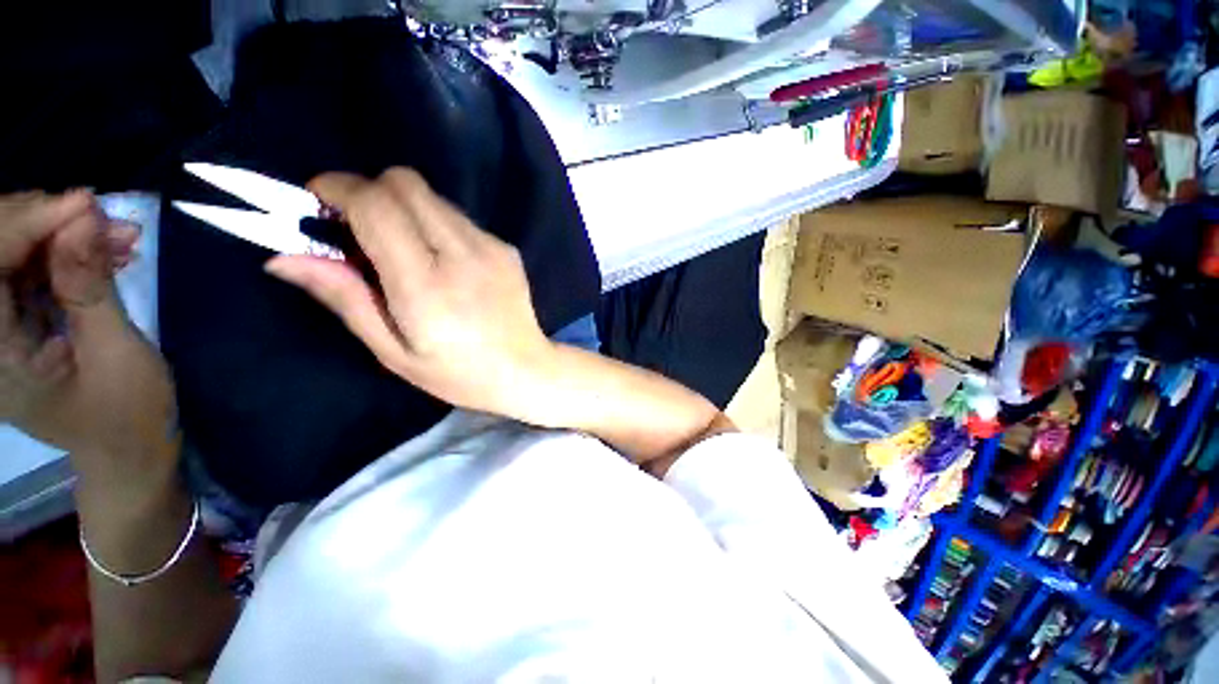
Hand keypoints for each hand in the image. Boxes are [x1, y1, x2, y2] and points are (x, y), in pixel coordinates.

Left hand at [0, 191, 175, 475]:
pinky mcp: (14, 320)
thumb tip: (84, 215)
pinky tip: (103, 251)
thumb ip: (90, 287)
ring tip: (117, 238)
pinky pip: (29, 267)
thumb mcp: (117, 354)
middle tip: (106, 220)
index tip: (87, 204)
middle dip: (47, 223)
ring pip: (13, 251)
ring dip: (62, 235)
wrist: (127, 450)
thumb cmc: (129, 415)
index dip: (28, 223)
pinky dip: (66, 252)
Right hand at [265, 168, 556, 418]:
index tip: (316, 202)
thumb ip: (345, 298)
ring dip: (403, 208)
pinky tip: (442, 261)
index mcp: (427, 284)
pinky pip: (459, 218)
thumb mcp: (393, 351)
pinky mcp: (507, 249)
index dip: (337, 188)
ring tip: (400, 248)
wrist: (526, 369)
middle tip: (355, 226)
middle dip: (369, 191)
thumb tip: (284, 257)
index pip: (377, 205)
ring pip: (433, 197)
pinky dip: (436, 225)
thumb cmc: (459, 373)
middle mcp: (463, 254)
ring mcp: (492, 247)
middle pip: (406, 183)